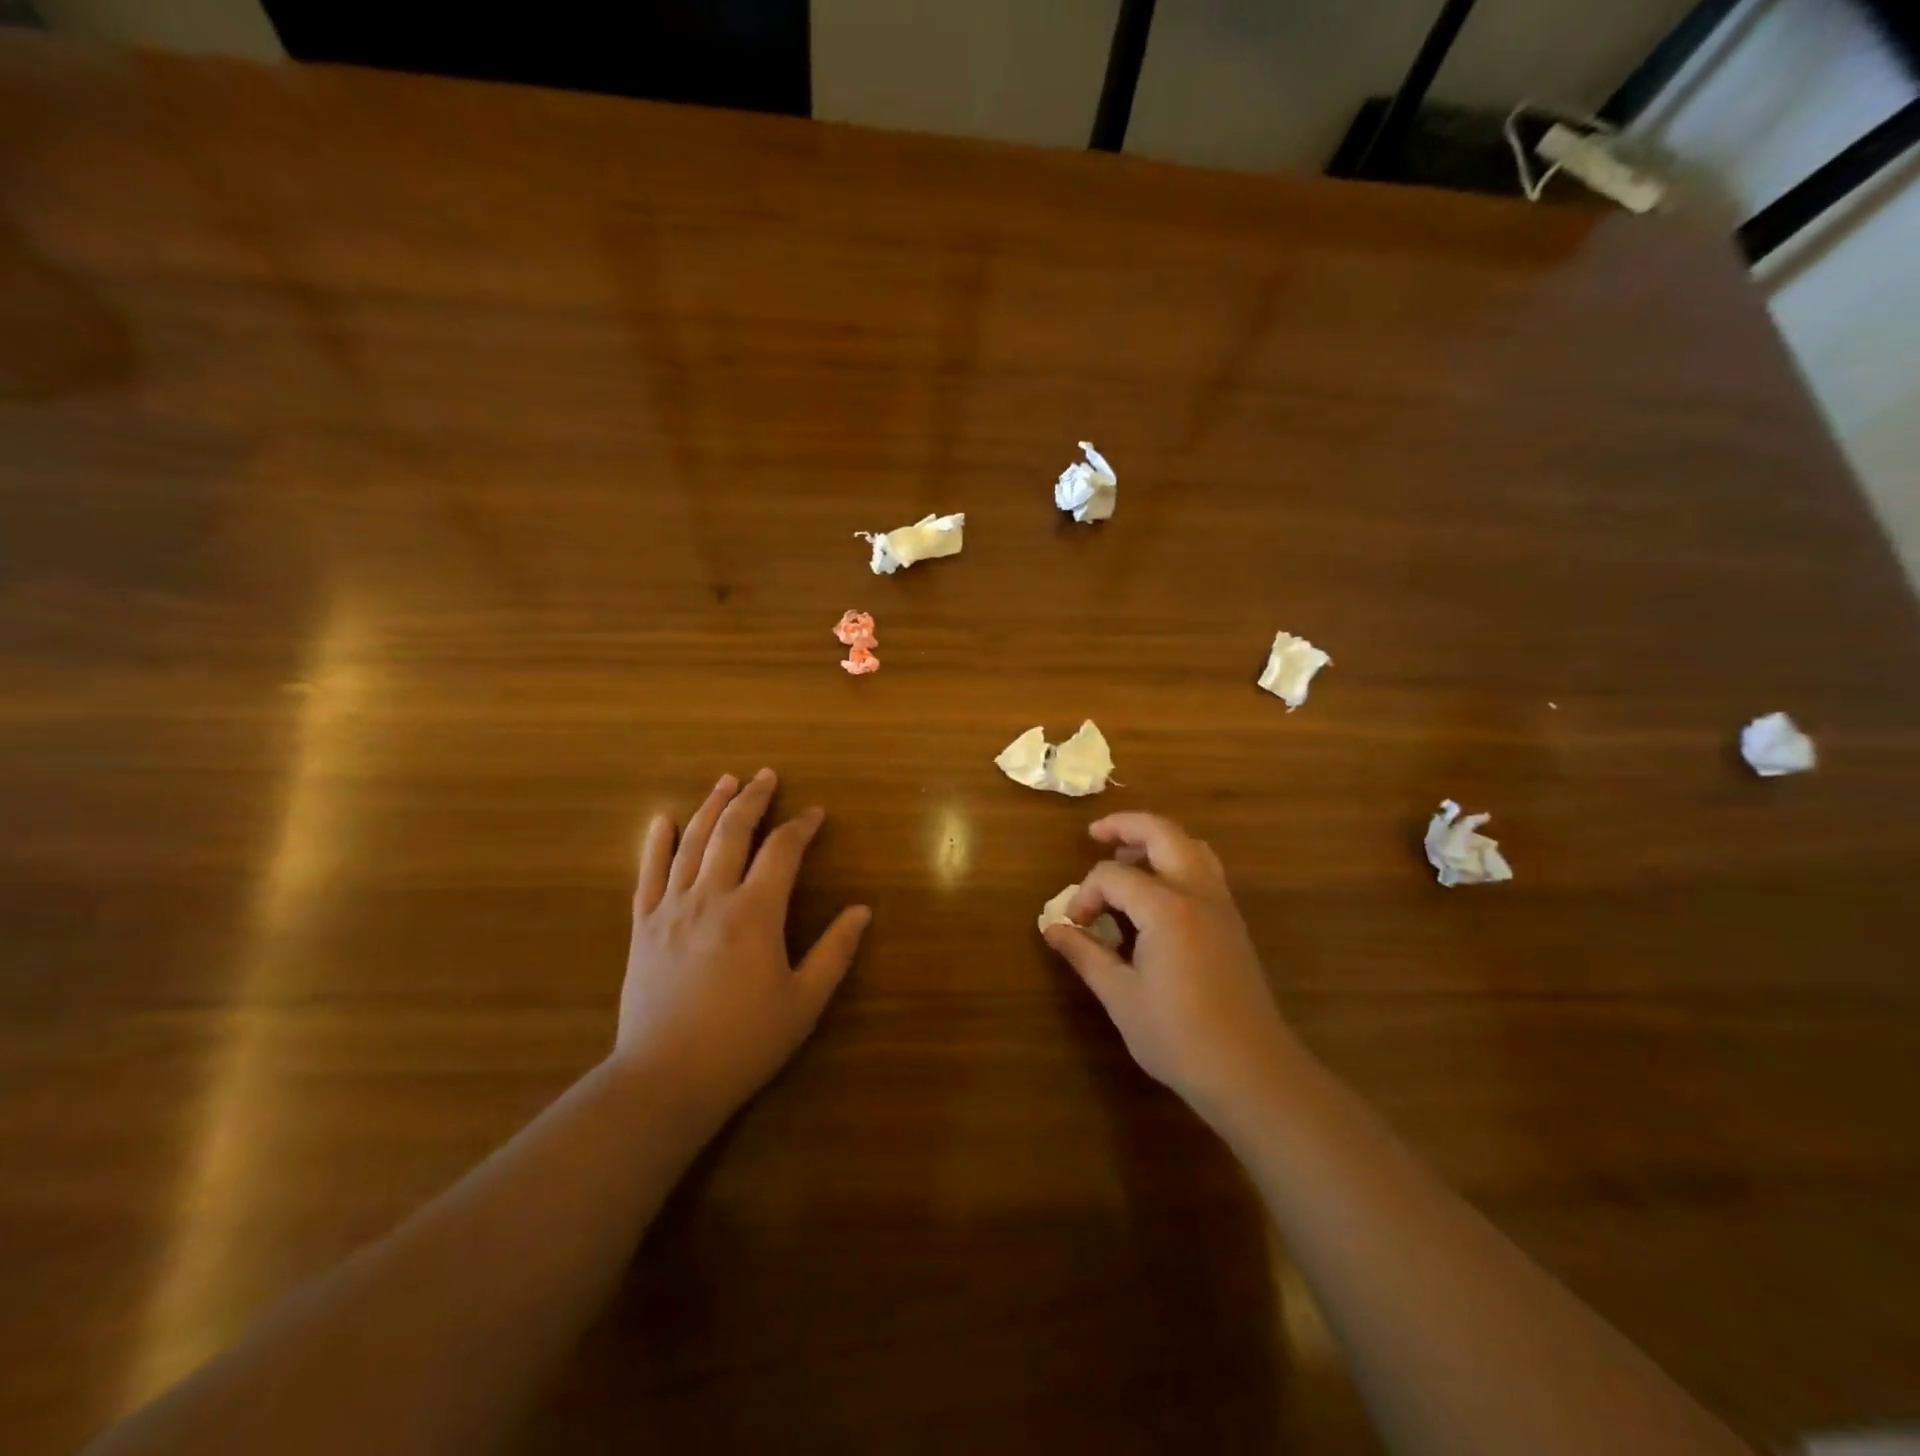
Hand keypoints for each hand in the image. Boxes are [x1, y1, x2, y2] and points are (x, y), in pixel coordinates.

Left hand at [617, 769, 869, 1122]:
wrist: (665, 1079)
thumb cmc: (744, 1042)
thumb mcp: (804, 1001)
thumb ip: (834, 951)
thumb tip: (862, 910)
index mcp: (755, 913)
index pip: (783, 851)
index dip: (801, 826)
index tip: (815, 813)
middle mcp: (712, 897)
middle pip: (733, 832)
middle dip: (753, 798)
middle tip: (766, 774)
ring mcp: (672, 909)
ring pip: (692, 843)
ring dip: (711, 807)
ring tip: (726, 780)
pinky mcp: (643, 927)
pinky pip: (648, 874)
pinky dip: (656, 843)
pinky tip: (664, 819)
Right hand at [1043, 812, 1294, 1127]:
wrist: (1252, 1073)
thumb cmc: (1179, 1037)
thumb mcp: (1120, 996)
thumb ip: (1085, 954)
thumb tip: (1052, 928)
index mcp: (1167, 908)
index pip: (1113, 876)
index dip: (1085, 895)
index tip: (1074, 927)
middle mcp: (1198, 893)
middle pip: (1163, 834)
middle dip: (1126, 826)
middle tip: (1095, 833)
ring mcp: (1222, 906)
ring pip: (1191, 846)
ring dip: (1157, 840)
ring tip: (1127, 857)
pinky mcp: (1233, 923)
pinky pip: (1204, 870)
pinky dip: (1177, 861)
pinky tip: (1157, 892)